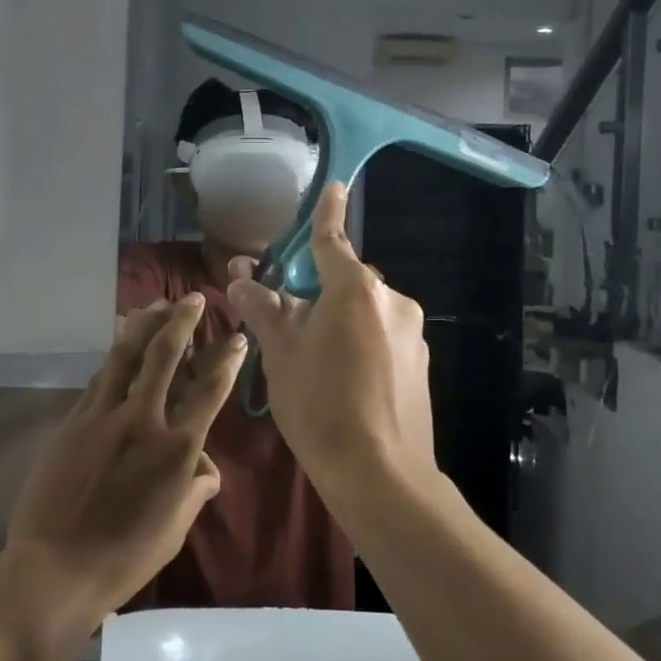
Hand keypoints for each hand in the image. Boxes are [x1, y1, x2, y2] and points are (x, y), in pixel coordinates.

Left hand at [3, 296, 242, 622]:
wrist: (54, 569)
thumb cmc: (124, 556)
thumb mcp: (174, 528)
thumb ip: (195, 490)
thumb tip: (205, 469)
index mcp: (176, 448)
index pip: (209, 390)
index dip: (227, 360)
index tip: (237, 338)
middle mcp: (142, 420)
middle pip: (164, 355)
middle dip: (182, 321)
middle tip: (194, 299)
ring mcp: (102, 416)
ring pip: (125, 355)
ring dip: (143, 325)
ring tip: (155, 304)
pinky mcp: (73, 421)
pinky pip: (99, 378)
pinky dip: (115, 357)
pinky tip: (120, 347)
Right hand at [225, 182, 437, 497]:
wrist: (380, 475)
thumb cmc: (320, 406)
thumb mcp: (281, 355)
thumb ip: (263, 309)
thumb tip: (240, 278)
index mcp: (355, 289)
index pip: (333, 240)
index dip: (327, 212)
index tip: (333, 185)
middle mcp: (391, 299)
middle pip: (345, 281)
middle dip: (317, 291)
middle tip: (286, 320)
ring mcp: (411, 332)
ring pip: (364, 311)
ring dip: (339, 319)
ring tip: (313, 361)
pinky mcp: (420, 362)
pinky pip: (382, 335)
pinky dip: (361, 342)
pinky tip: (345, 381)